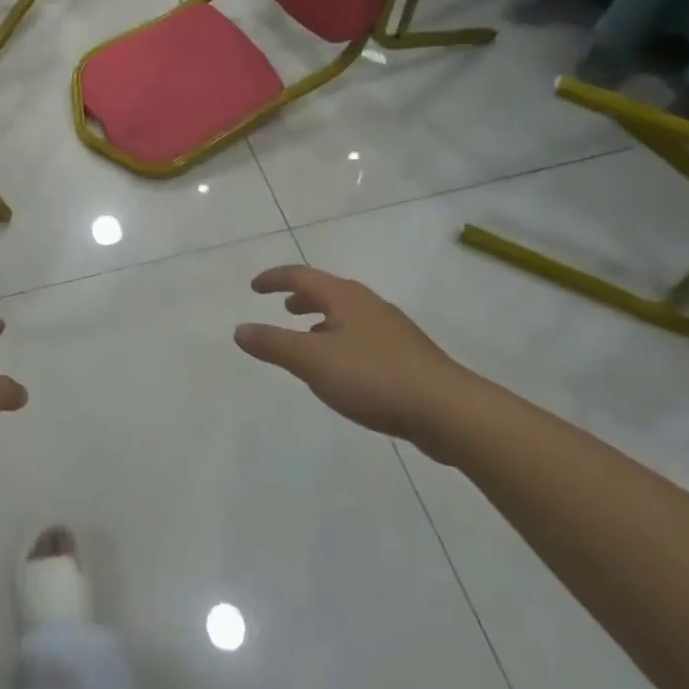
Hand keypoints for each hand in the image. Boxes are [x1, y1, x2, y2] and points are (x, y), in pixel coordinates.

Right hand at [235, 265, 471, 455]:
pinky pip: (363, 337)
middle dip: (302, 297)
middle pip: (329, 291)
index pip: (302, 276)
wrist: (449, 412)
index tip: (254, 287)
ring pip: (348, 315)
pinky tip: (342, 369)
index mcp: (345, 297)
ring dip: (323, 320)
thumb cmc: (374, 377)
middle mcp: (369, 305)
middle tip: (283, 307)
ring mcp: (393, 331)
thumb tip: (239, 329)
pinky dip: (341, 340)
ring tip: (308, 338)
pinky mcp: (408, 357)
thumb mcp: (312, 361)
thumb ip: (273, 344)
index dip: (275, 278)